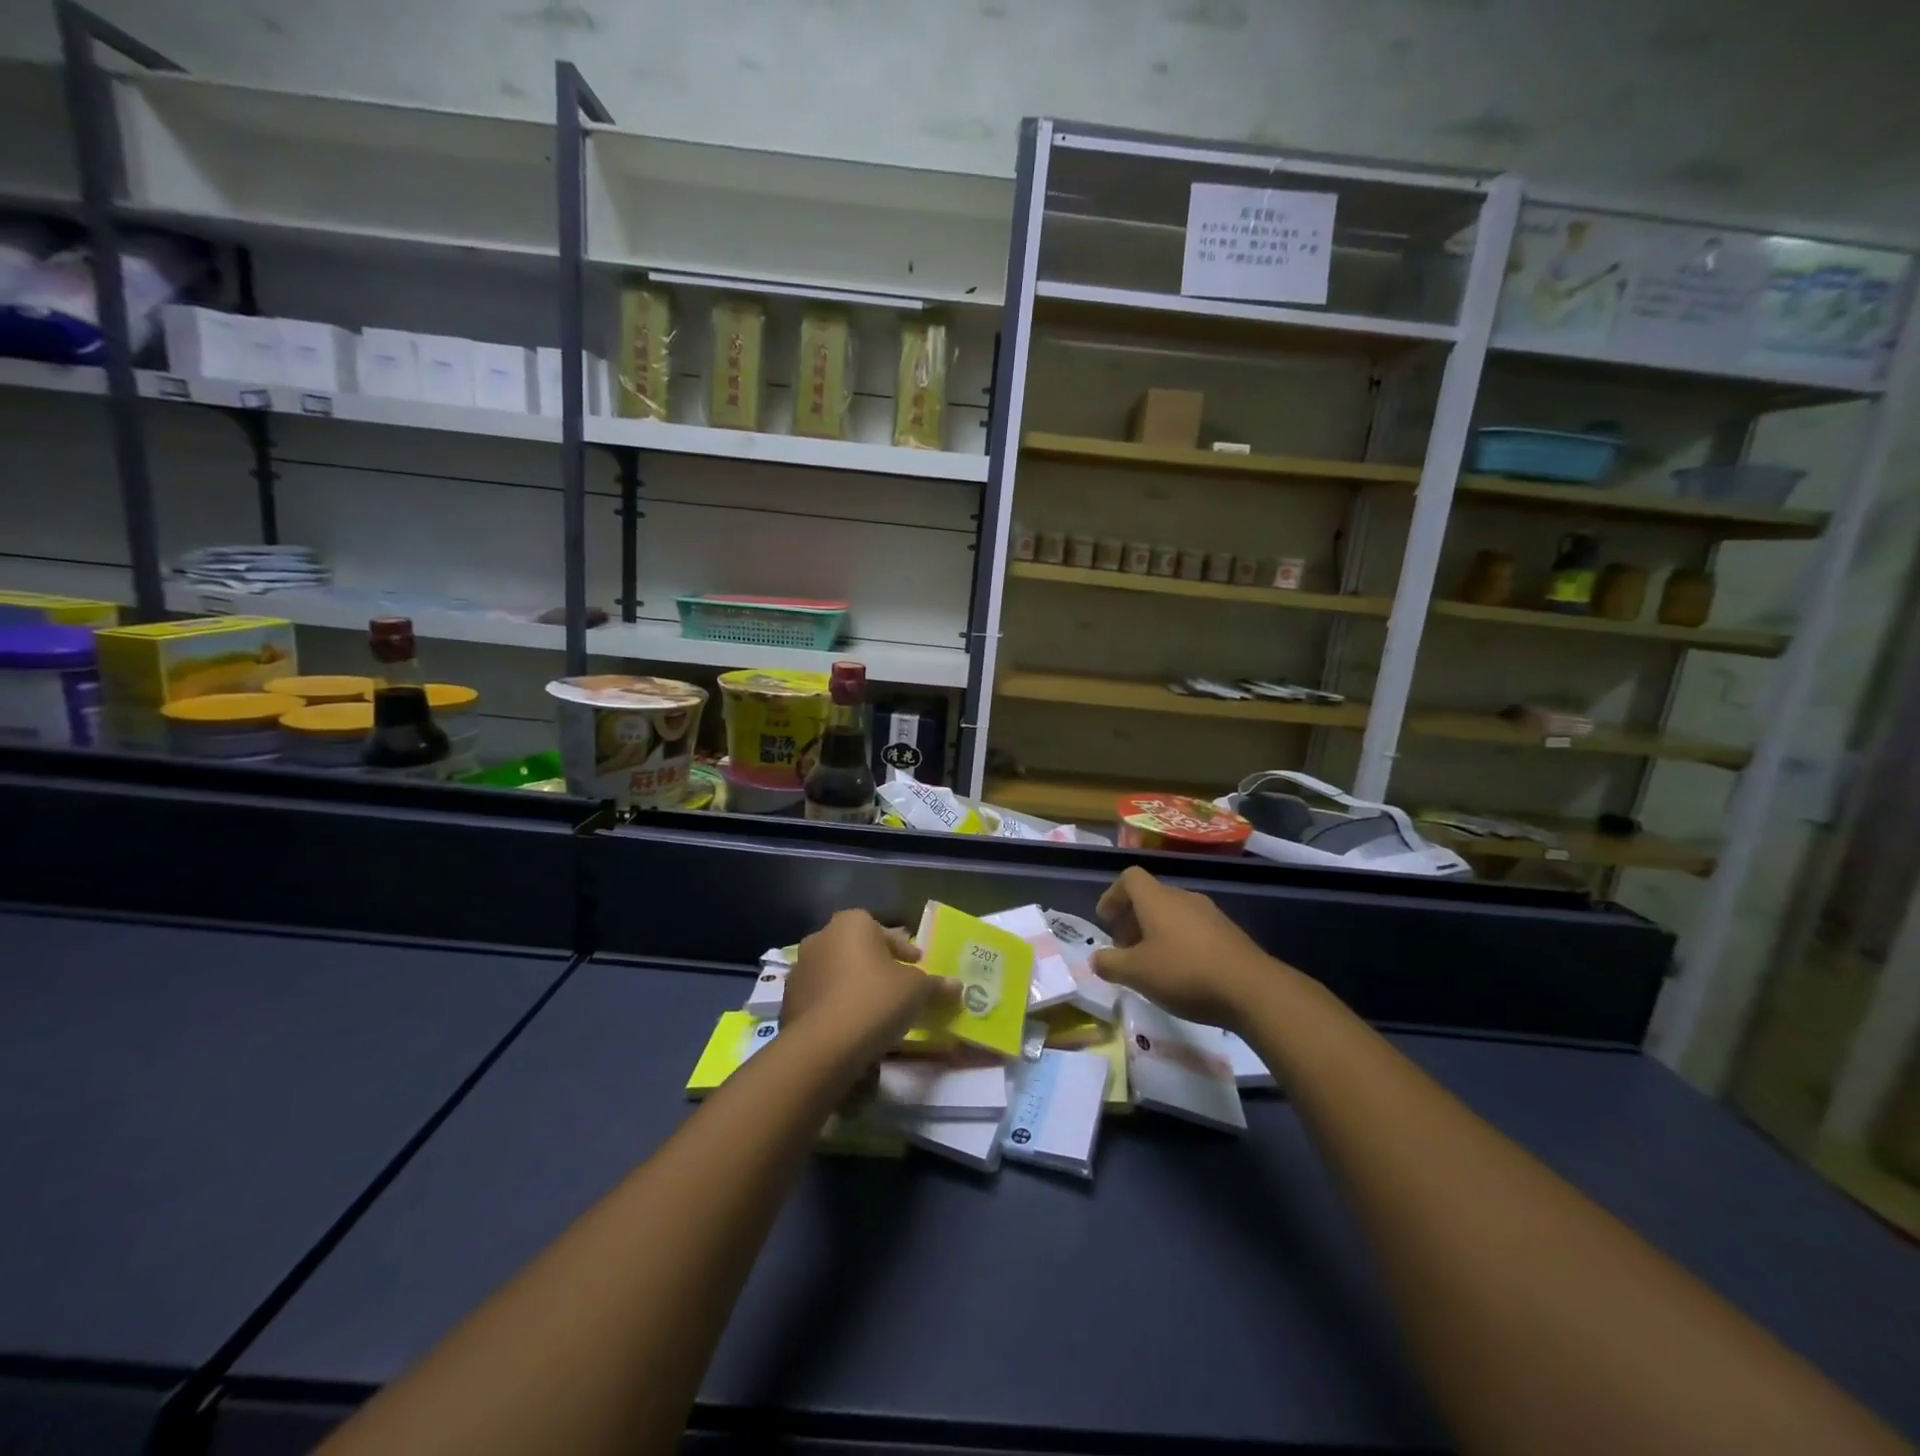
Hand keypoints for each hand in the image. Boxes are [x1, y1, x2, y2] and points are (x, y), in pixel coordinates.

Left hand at [786, 910, 954, 1061]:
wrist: (823, 1046)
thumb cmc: (875, 1000)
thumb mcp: (917, 991)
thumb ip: (936, 985)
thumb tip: (956, 986)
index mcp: (852, 923)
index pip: (883, 930)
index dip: (903, 950)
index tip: (917, 966)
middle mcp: (821, 937)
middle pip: (857, 948)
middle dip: (876, 964)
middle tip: (897, 986)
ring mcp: (800, 970)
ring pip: (836, 973)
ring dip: (854, 985)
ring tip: (875, 1010)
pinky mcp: (788, 1002)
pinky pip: (821, 998)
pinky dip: (836, 1007)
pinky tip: (852, 1028)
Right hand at [1092, 866, 1278, 1029]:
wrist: (1252, 989)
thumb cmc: (1184, 973)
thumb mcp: (1137, 973)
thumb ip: (1110, 963)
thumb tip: (1096, 958)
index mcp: (1157, 899)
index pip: (1130, 878)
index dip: (1113, 895)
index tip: (1105, 920)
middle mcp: (1183, 898)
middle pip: (1151, 896)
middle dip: (1132, 918)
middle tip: (1124, 947)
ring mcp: (1210, 914)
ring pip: (1173, 913)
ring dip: (1155, 931)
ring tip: (1151, 962)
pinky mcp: (1229, 933)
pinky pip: (1194, 928)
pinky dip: (1178, 942)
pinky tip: (1181, 972)